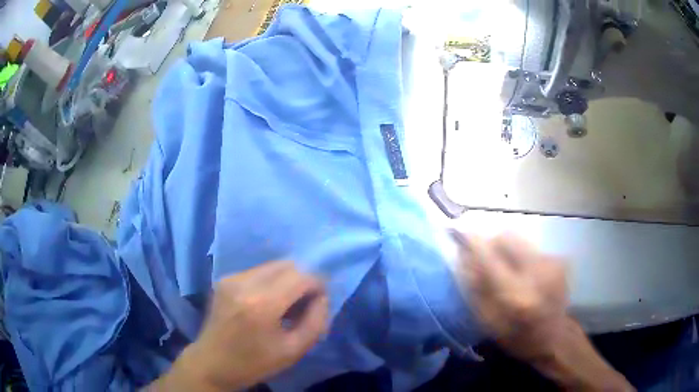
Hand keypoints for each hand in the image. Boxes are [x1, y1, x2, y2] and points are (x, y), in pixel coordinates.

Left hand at [150, 261, 328, 390]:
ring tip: (285, 305)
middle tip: (304, 304)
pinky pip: (258, 271)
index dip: (317, 285)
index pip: (301, 276)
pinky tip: (267, 302)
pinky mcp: (225, 279)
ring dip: (286, 280)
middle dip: (302, 280)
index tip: (320, 302)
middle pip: (287, 265)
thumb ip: (316, 321)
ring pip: (273, 266)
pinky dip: (271, 282)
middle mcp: (244, 283)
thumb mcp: (294, 350)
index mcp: (261, 304)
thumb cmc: (254, 362)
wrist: (212, 363)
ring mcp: (231, 278)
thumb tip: (322, 296)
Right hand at [453, 232, 633, 390]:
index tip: (454, 230)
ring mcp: (552, 262)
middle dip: (491, 244)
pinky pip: (531, 248)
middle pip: (507, 237)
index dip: (471, 241)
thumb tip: (463, 256)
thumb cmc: (518, 338)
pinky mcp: (559, 259)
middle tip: (485, 261)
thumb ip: (475, 289)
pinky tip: (524, 276)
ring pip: (519, 240)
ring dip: (507, 251)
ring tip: (507, 272)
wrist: (555, 339)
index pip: (489, 256)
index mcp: (517, 295)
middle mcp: (537, 272)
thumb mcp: (489, 322)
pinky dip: (521, 257)